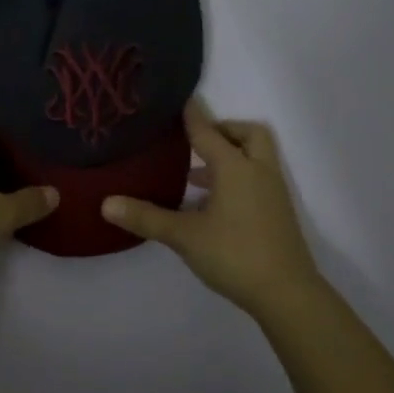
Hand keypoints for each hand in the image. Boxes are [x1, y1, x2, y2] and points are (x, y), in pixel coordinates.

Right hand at [101, 100, 321, 316]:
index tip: (179, 98)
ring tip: (194, 174)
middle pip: (248, 134)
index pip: (208, 131)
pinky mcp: (277, 212)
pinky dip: (237, 178)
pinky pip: (256, 178)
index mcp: (235, 168)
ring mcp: (272, 192)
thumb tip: (106, 203)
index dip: (192, 114)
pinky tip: (211, 204)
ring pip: (255, 158)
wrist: (287, 294)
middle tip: (196, 141)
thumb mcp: (184, 236)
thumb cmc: (234, 254)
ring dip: (230, 156)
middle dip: (224, 130)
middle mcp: (258, 171)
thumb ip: (146, 217)